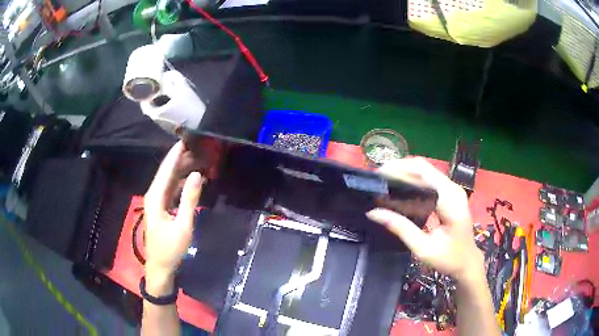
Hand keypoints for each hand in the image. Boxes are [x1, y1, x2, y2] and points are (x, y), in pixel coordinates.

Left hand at [143, 142, 203, 294]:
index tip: (186, 138)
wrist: (160, 266)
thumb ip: (190, 199)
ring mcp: (157, 201)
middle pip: (167, 172)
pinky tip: (192, 179)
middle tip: (198, 146)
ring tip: (198, 158)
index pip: (166, 169)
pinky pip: (171, 189)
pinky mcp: (162, 207)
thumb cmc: (171, 248)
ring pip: (169, 179)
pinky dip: (181, 182)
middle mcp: (154, 195)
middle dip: (181, 158)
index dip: (176, 154)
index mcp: (156, 197)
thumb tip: (197, 175)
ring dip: (182, 169)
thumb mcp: (183, 225)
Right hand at [366, 157, 483, 281]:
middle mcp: (453, 189)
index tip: (378, 176)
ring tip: (384, 181)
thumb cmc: (449, 259)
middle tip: (377, 179)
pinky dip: (413, 179)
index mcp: (450, 200)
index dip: (399, 169)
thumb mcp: (423, 249)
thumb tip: (373, 212)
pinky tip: (400, 187)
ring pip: (425, 170)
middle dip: (399, 168)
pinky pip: (429, 178)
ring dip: (405, 172)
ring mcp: (453, 188)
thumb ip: (401, 228)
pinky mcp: (451, 192)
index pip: (423, 173)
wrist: (468, 261)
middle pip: (423, 167)